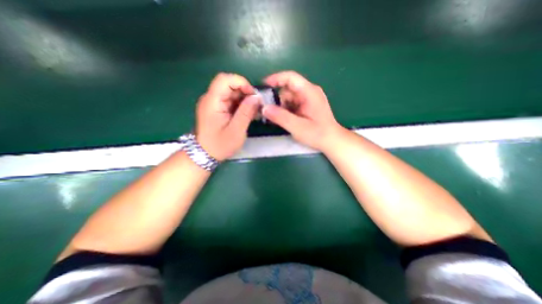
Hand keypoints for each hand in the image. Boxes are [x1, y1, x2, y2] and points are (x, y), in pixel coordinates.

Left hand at [196, 73, 261, 161]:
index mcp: (212, 102)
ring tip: (254, 112)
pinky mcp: (218, 109)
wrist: (205, 154)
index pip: (224, 79)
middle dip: (245, 93)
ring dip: (245, 100)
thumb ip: (246, 112)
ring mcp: (214, 104)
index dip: (241, 82)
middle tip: (257, 105)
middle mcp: (211, 99)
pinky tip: (248, 114)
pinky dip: (241, 105)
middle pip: (229, 85)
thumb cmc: (220, 145)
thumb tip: (257, 97)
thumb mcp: (236, 130)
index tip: (253, 95)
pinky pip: (231, 101)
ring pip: (232, 93)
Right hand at [262, 71, 341, 151]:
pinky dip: (285, 110)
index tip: (262, 86)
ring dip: (280, 106)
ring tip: (273, 118)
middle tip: (266, 110)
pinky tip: (282, 119)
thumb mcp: (297, 127)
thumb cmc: (318, 134)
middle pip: (288, 89)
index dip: (275, 79)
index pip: (290, 77)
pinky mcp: (306, 106)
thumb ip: (280, 117)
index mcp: (309, 92)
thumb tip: (264, 108)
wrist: (331, 141)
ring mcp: (308, 99)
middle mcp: (309, 92)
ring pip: (288, 98)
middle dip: (276, 99)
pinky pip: (292, 104)